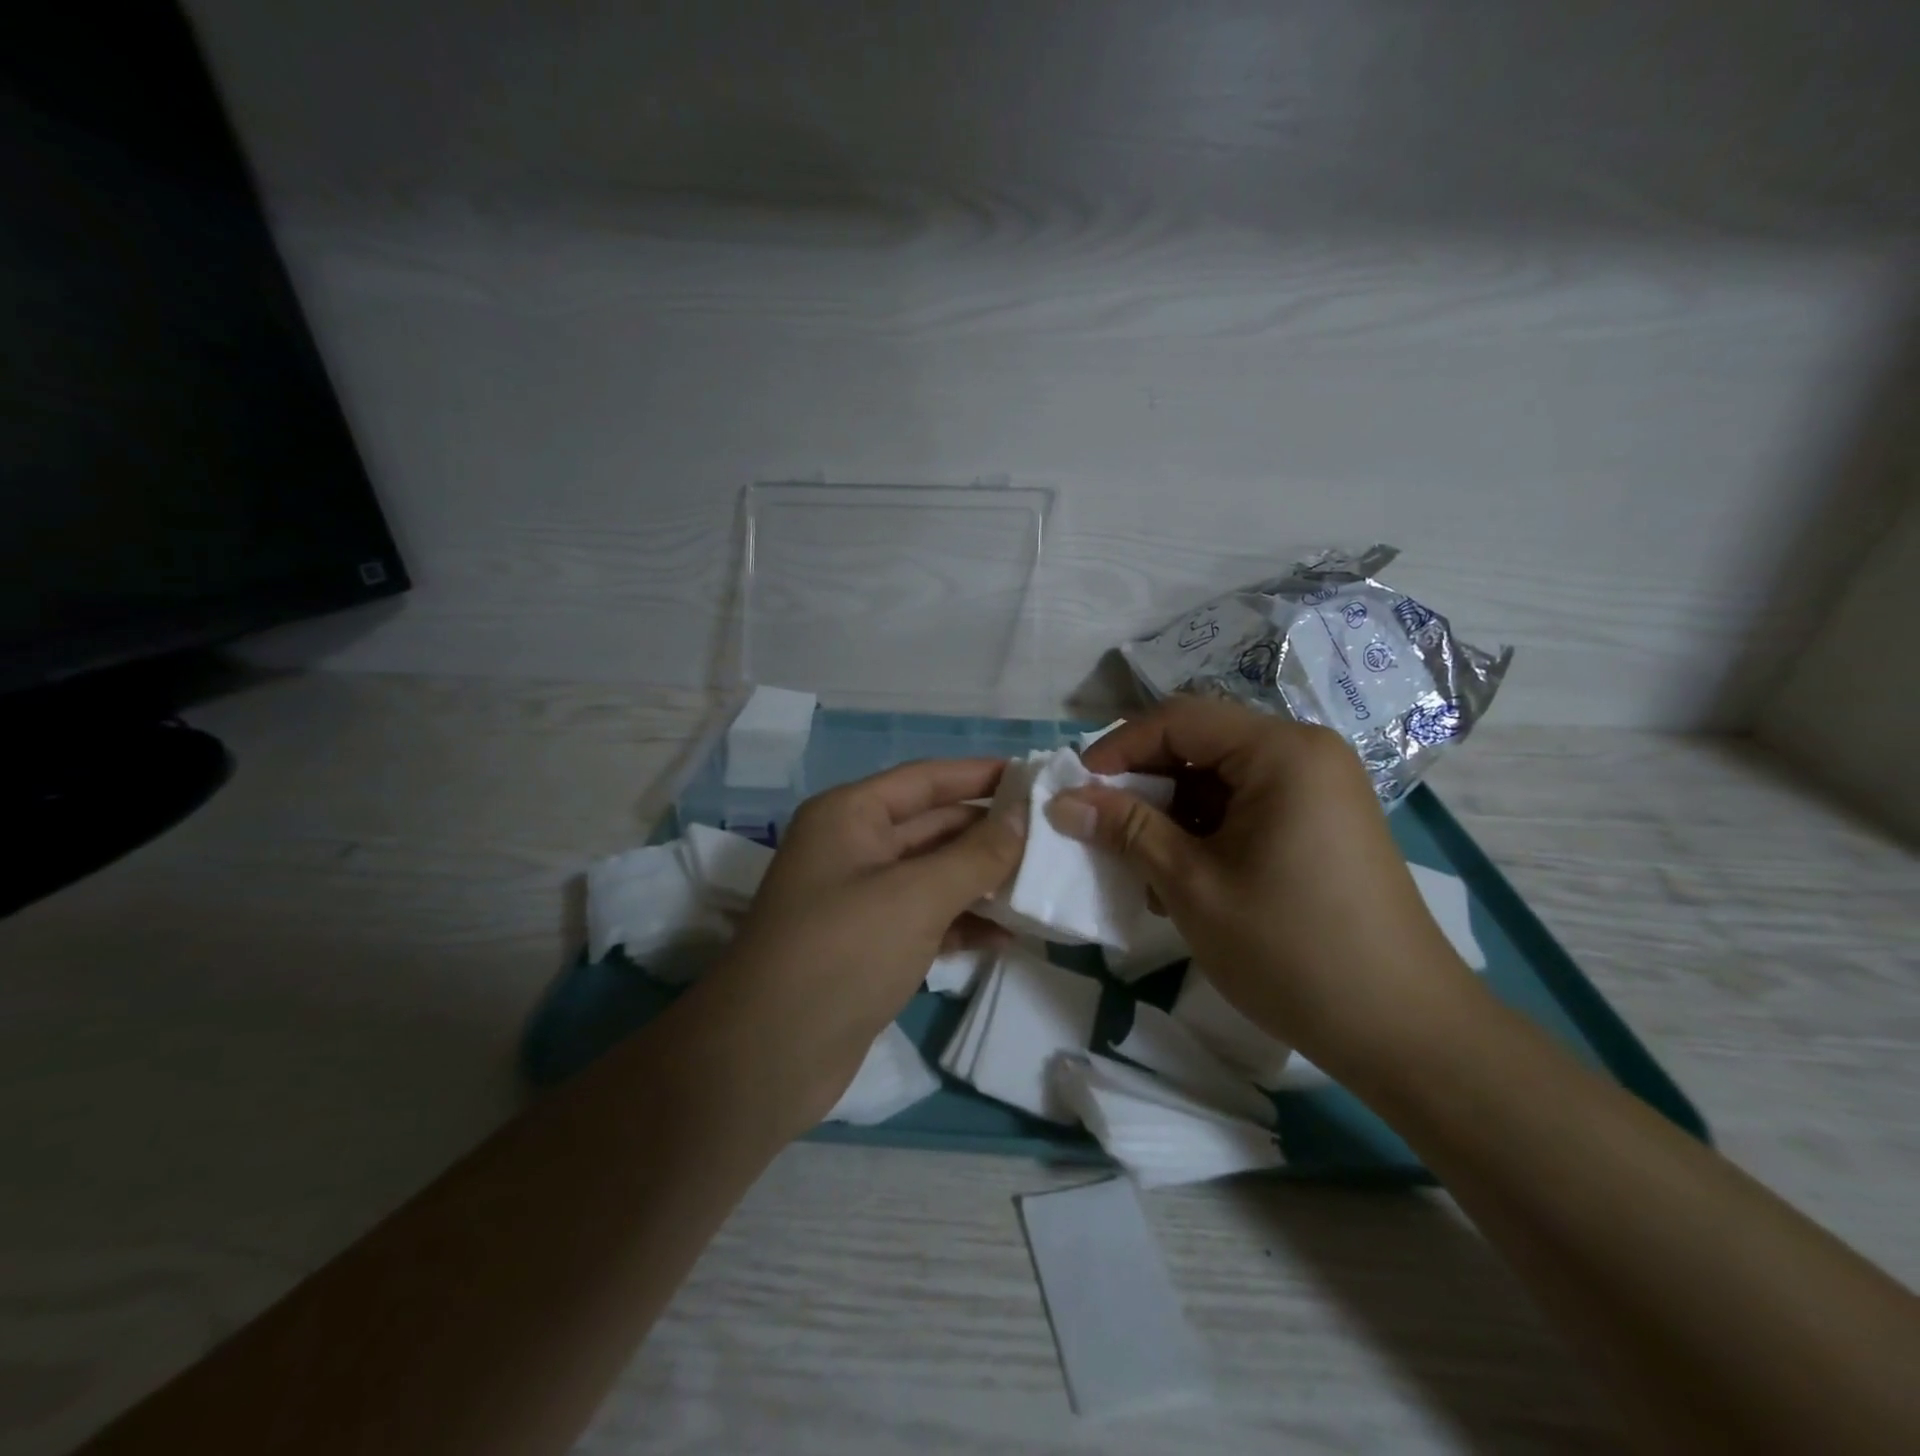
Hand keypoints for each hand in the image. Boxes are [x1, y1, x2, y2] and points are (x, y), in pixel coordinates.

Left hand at [685, 758, 1024, 1133]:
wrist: (769, 1058)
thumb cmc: (842, 953)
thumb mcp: (916, 896)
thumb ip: (976, 855)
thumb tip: (1024, 817)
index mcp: (851, 815)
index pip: (927, 779)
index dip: (981, 775)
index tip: (1037, 776)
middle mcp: (854, 847)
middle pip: (934, 826)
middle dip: (990, 833)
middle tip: (1055, 837)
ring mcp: (862, 899)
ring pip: (935, 875)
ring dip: (984, 881)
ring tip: (1044, 886)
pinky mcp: (871, 945)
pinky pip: (928, 918)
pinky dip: (964, 922)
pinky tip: (1009, 936)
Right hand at [1051, 695, 1480, 1081]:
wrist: (1404, 1030)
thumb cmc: (1290, 948)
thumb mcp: (1192, 885)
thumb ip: (1126, 831)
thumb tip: (1063, 801)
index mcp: (1282, 751)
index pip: (1179, 719)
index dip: (1118, 748)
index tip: (1075, 790)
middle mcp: (1306, 754)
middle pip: (1201, 744)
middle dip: (1145, 784)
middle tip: (1102, 829)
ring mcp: (1321, 790)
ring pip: (1220, 779)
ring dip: (1172, 814)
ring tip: (1143, 868)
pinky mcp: (1323, 824)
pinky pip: (1248, 807)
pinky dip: (1207, 832)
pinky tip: (1186, 880)